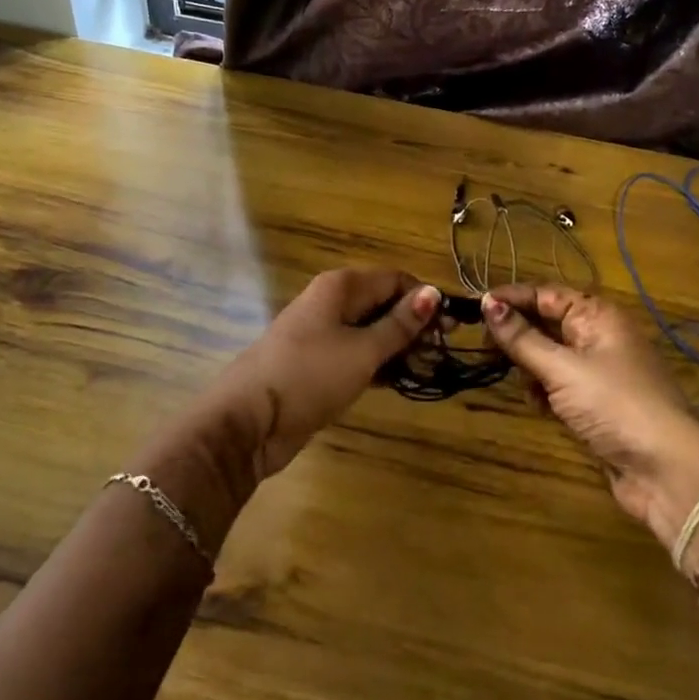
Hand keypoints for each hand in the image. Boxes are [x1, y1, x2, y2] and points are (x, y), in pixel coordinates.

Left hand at [210, 269, 439, 478]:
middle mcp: (329, 303)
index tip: (450, 328)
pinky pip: (354, 354)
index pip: (394, 279)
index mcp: (340, 287)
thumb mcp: (363, 350)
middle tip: (440, 352)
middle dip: (412, 324)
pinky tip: (398, 381)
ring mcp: (319, 334)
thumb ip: (399, 324)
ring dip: (397, 347)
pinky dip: (377, 364)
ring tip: (425, 369)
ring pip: (368, 331)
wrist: (247, 420)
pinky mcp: (315, 364)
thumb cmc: (309, 375)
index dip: (423, 299)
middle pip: (381, 303)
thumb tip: (432, 294)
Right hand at [482, 283, 698, 548]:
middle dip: (518, 335)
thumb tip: (487, 303)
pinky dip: (545, 391)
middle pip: (547, 323)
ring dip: (530, 366)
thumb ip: (522, 338)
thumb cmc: (614, 405)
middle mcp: (599, 336)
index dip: (511, 299)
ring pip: (550, 356)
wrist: (666, 470)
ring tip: (517, 380)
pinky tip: (538, 405)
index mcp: (597, 316)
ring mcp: (599, 371)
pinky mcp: (597, 403)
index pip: (545, 294)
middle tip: (485, 348)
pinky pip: (560, 385)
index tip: (474, 307)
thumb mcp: (562, 368)